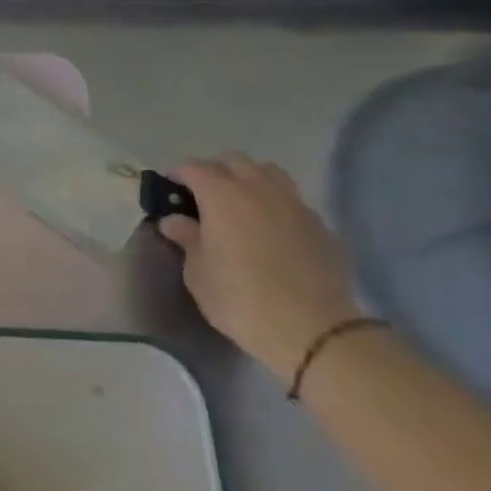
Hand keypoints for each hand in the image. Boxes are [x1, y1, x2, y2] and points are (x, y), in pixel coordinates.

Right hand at [157, 153, 363, 379]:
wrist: (313, 330)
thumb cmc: (240, 298)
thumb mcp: (198, 273)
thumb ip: (186, 239)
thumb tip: (175, 220)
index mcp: (221, 195)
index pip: (194, 168)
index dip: (177, 174)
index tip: (169, 188)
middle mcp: (258, 189)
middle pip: (234, 160)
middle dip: (214, 171)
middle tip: (203, 195)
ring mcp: (294, 204)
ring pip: (268, 172)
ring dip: (249, 179)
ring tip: (240, 204)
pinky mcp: (320, 225)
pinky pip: (292, 200)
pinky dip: (276, 204)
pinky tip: (271, 229)